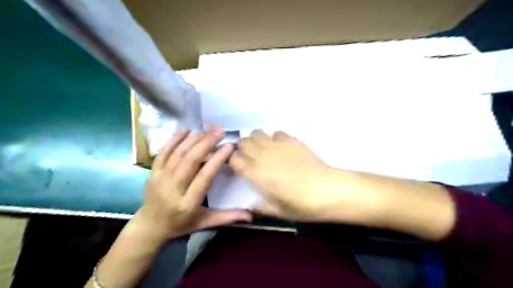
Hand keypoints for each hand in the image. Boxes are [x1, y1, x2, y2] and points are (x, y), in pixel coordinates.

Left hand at [137, 126, 251, 238]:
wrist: (149, 226)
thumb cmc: (180, 224)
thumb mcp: (204, 223)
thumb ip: (227, 217)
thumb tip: (251, 217)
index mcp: (188, 203)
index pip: (204, 177)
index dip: (216, 160)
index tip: (229, 146)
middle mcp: (173, 188)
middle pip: (190, 161)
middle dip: (206, 143)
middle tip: (220, 131)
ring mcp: (160, 178)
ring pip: (178, 154)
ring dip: (194, 139)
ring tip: (209, 129)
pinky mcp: (153, 171)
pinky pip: (164, 152)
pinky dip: (175, 139)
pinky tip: (187, 129)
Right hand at [228, 131, 332, 219]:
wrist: (325, 190)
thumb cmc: (300, 204)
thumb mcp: (276, 211)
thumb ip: (259, 207)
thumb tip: (250, 206)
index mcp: (255, 173)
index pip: (233, 159)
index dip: (233, 161)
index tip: (238, 166)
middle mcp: (262, 155)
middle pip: (243, 142)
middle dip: (243, 148)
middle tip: (250, 157)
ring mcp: (277, 145)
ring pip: (257, 133)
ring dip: (257, 140)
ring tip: (264, 150)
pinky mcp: (291, 140)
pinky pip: (277, 133)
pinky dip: (275, 138)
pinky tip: (282, 148)